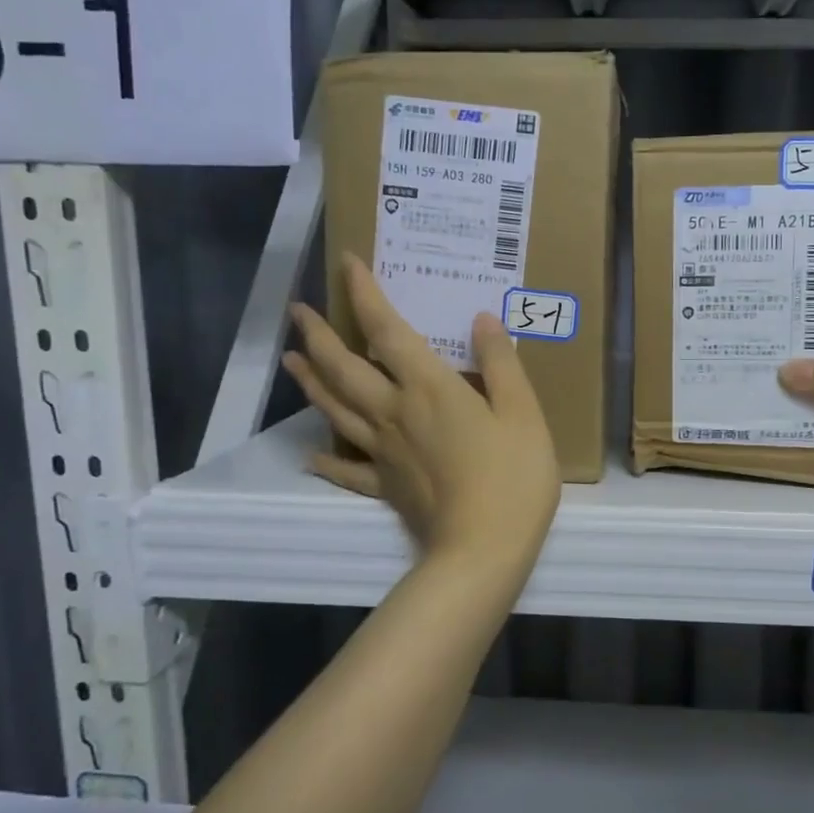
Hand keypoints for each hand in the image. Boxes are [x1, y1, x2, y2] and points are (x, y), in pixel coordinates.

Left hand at [284, 255, 560, 571]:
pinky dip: (327, 459)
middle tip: (297, 312)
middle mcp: (394, 412)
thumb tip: (481, 318)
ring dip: (310, 381)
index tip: (346, 262)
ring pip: (336, 409)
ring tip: (290, 359)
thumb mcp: (523, 413)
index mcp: (428, 388)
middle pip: (344, 367)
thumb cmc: (512, 477)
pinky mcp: (384, 487)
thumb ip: (502, 364)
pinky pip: (347, 469)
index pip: (387, 330)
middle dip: (318, 335)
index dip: (365, 294)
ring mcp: (383, 451)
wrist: (484, 550)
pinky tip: (311, 453)